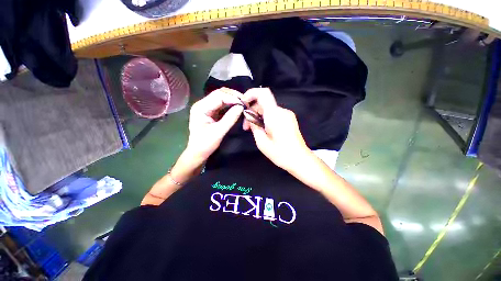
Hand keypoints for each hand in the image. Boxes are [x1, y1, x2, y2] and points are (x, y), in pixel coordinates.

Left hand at [186, 88, 243, 161]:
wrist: (197, 152)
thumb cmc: (205, 144)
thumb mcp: (219, 132)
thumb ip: (230, 118)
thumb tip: (241, 107)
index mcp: (201, 108)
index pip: (218, 96)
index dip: (233, 98)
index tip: (244, 103)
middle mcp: (202, 104)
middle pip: (219, 93)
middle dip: (233, 96)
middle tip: (245, 102)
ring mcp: (206, 107)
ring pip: (221, 97)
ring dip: (233, 99)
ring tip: (243, 104)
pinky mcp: (210, 111)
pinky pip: (222, 104)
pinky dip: (230, 104)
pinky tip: (237, 107)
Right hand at [242, 88, 311, 170]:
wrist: (300, 159)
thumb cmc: (281, 154)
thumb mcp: (262, 142)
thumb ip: (254, 126)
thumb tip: (249, 117)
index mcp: (275, 115)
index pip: (263, 93)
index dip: (251, 94)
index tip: (243, 104)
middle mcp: (282, 111)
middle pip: (263, 102)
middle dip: (252, 111)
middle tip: (246, 127)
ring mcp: (287, 114)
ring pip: (268, 109)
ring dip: (258, 116)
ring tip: (254, 131)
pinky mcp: (289, 119)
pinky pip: (274, 114)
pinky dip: (266, 118)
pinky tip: (264, 130)